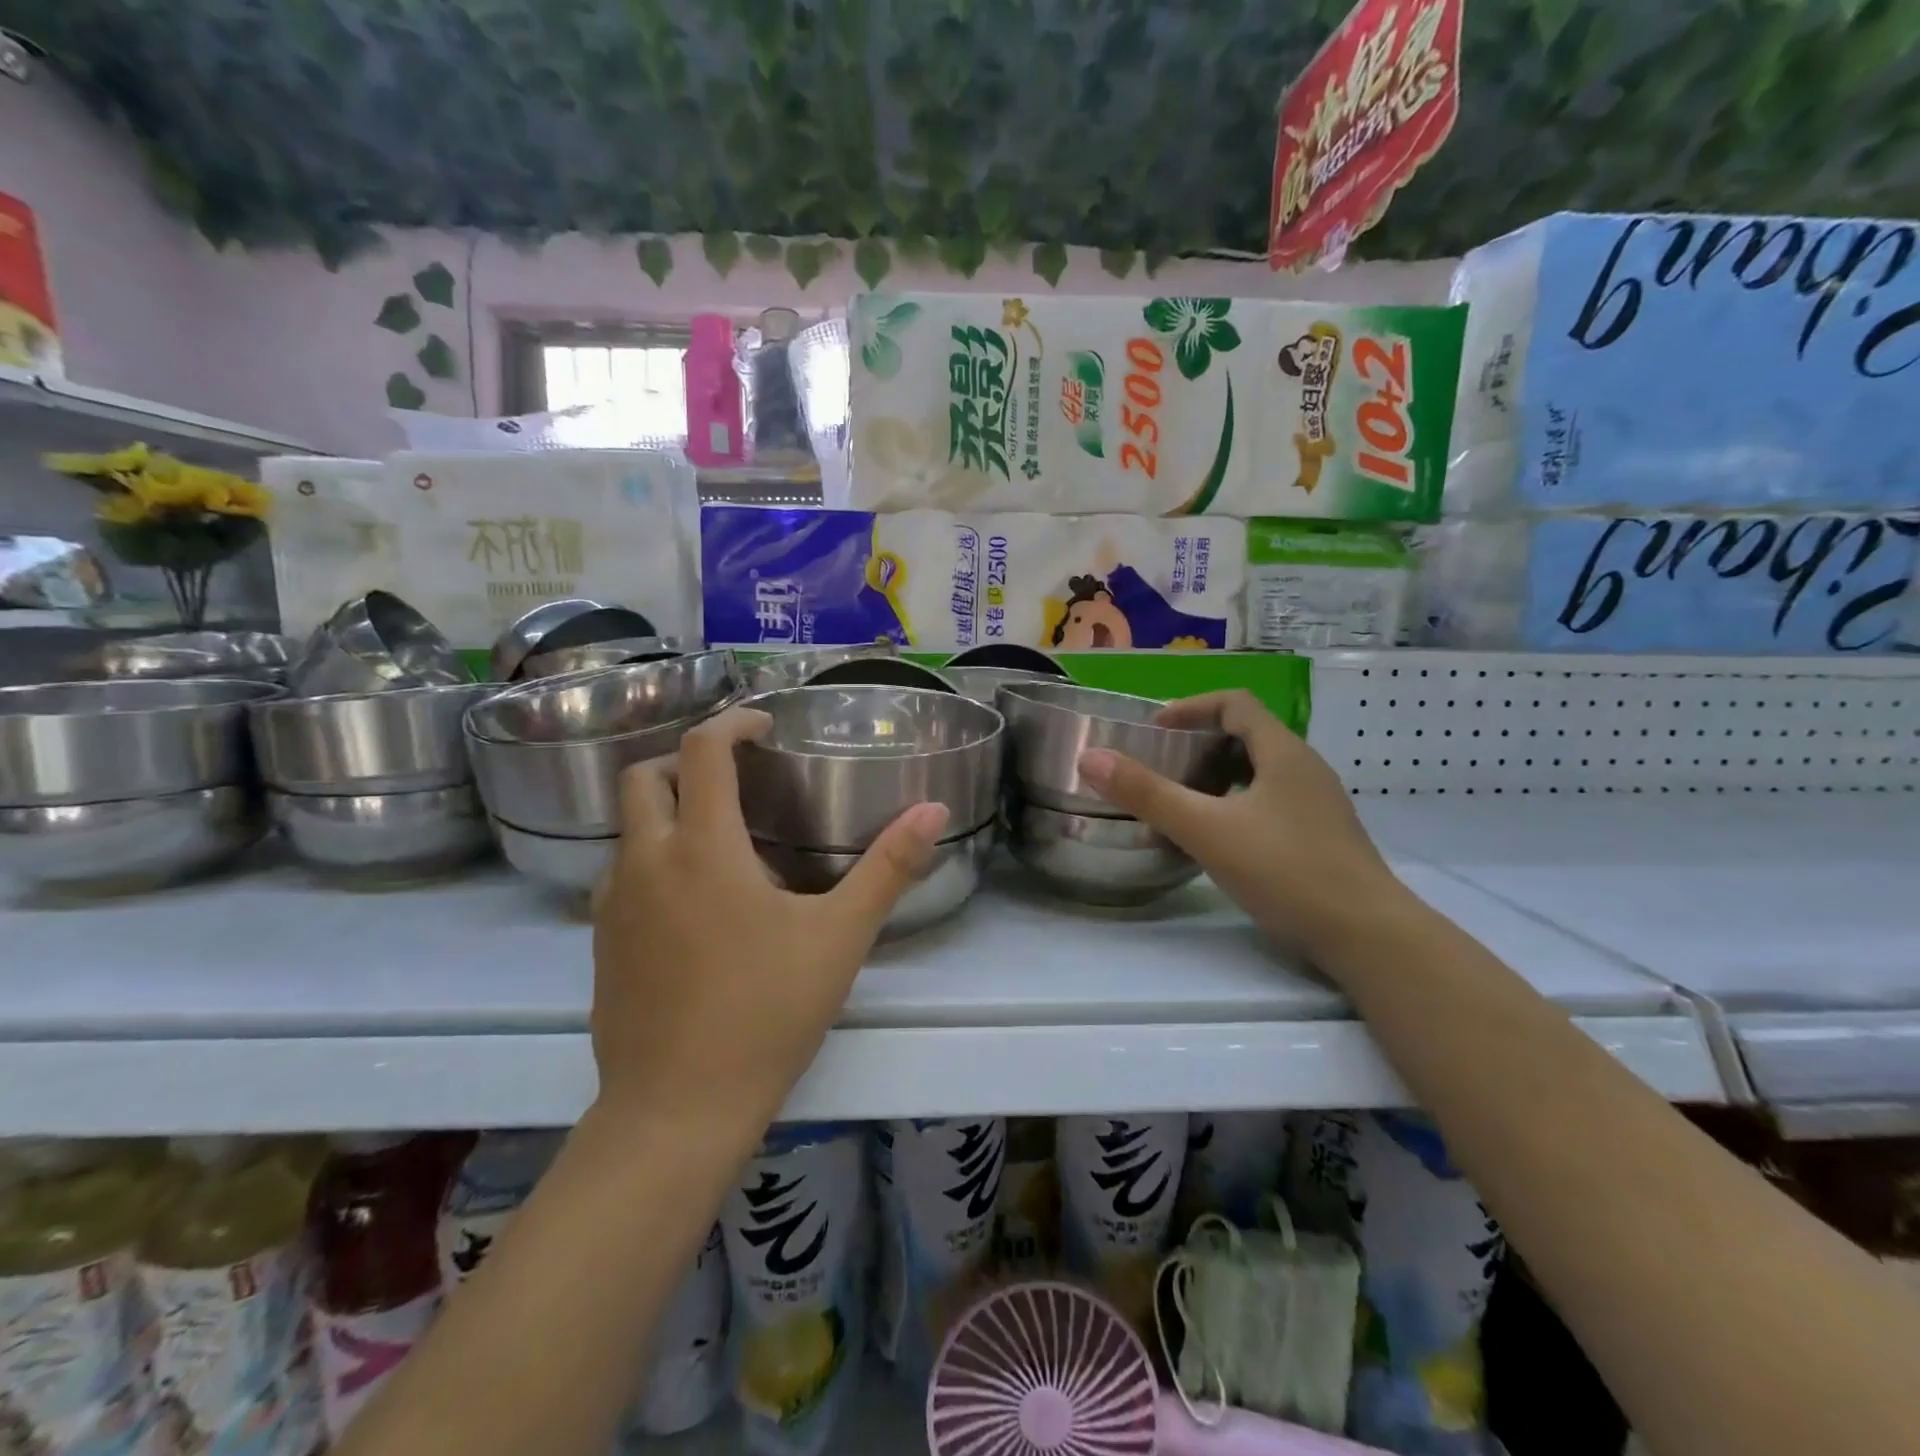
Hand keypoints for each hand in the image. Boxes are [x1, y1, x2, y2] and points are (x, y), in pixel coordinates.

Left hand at [590, 707, 948, 1126]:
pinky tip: (691, 900)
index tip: (762, 725)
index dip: (731, 723)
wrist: (678, 1109)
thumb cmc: (766, 1012)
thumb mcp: (841, 936)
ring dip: (665, 810)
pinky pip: (621, 874)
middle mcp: (647, 862)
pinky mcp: (602, 943)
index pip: (702, 752)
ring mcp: (614, 904)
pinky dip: (652, 858)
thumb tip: (934, 809)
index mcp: (704, 848)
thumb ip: (889, 867)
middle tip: (734, 776)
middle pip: (643, 777)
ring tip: (718, 837)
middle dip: (685, 759)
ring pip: (627, 828)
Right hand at [1075, 690, 1403, 961]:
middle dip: (1199, 745)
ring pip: (1259, 772)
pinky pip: (1271, 802)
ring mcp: (1318, 805)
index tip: (1155, 731)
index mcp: (1283, 752)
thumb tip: (1090, 757)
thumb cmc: (1287, 871)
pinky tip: (1219, 839)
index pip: (1235, 703)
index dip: (1191, 708)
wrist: (1369, 937)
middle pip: (1247, 735)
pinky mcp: (1321, 838)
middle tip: (1161, 768)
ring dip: (1217, 777)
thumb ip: (1147, 793)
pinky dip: (1237, 805)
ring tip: (1182, 803)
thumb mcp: (1206, 829)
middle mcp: (1305, 769)